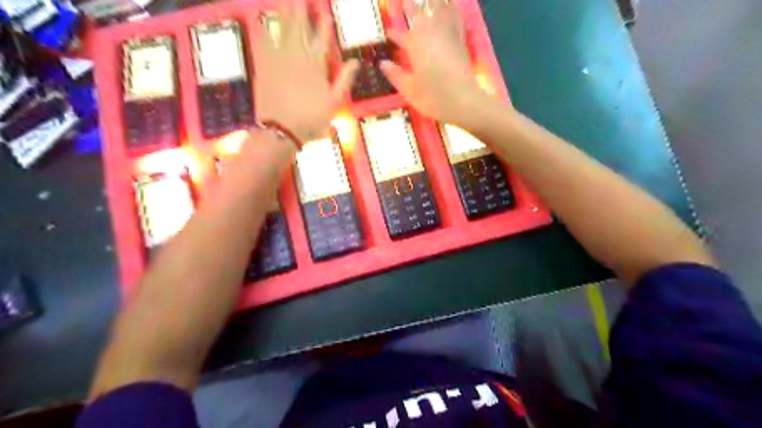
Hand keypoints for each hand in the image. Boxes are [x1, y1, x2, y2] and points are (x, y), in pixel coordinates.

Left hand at [254, 2, 359, 141]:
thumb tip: (356, 62)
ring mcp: (278, 59)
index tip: (325, 12)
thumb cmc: (311, 119)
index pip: (322, 40)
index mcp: (316, 66)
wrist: (281, 130)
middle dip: (301, 9)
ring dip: (284, 12)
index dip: (324, 25)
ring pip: (283, 30)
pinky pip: (264, 42)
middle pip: (300, 27)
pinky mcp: (264, 66)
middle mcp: (297, 57)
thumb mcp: (334, 103)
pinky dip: (265, 30)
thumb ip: (344, 80)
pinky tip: (265, 20)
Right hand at [381, 0, 487, 124]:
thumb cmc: (433, 97)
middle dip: (410, 7)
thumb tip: (383, 63)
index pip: (401, 36)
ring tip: (429, 1)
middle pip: (419, 14)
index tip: (388, 33)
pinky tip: (451, 7)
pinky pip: (456, 17)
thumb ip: (395, 75)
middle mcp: (431, 33)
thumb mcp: (409, 90)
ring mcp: (449, 34)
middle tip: (405, 2)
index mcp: (415, 45)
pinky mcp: (462, 40)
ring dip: (433, 3)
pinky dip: (452, 9)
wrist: (464, 100)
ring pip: (440, 9)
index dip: (394, 34)